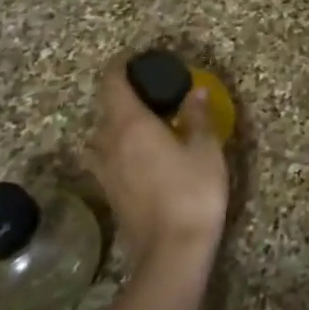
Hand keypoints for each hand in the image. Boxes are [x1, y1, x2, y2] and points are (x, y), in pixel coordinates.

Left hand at [91, 61, 229, 273]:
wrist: (172, 252)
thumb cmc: (192, 192)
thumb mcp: (205, 149)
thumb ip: (198, 117)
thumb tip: (195, 91)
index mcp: (130, 125)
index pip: (112, 83)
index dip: (120, 65)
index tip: (137, 57)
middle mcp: (109, 143)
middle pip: (105, 107)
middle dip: (125, 93)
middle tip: (155, 90)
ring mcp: (104, 171)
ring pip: (102, 135)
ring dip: (119, 122)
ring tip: (147, 121)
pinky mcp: (109, 193)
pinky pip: (107, 157)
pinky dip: (120, 146)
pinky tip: (143, 153)